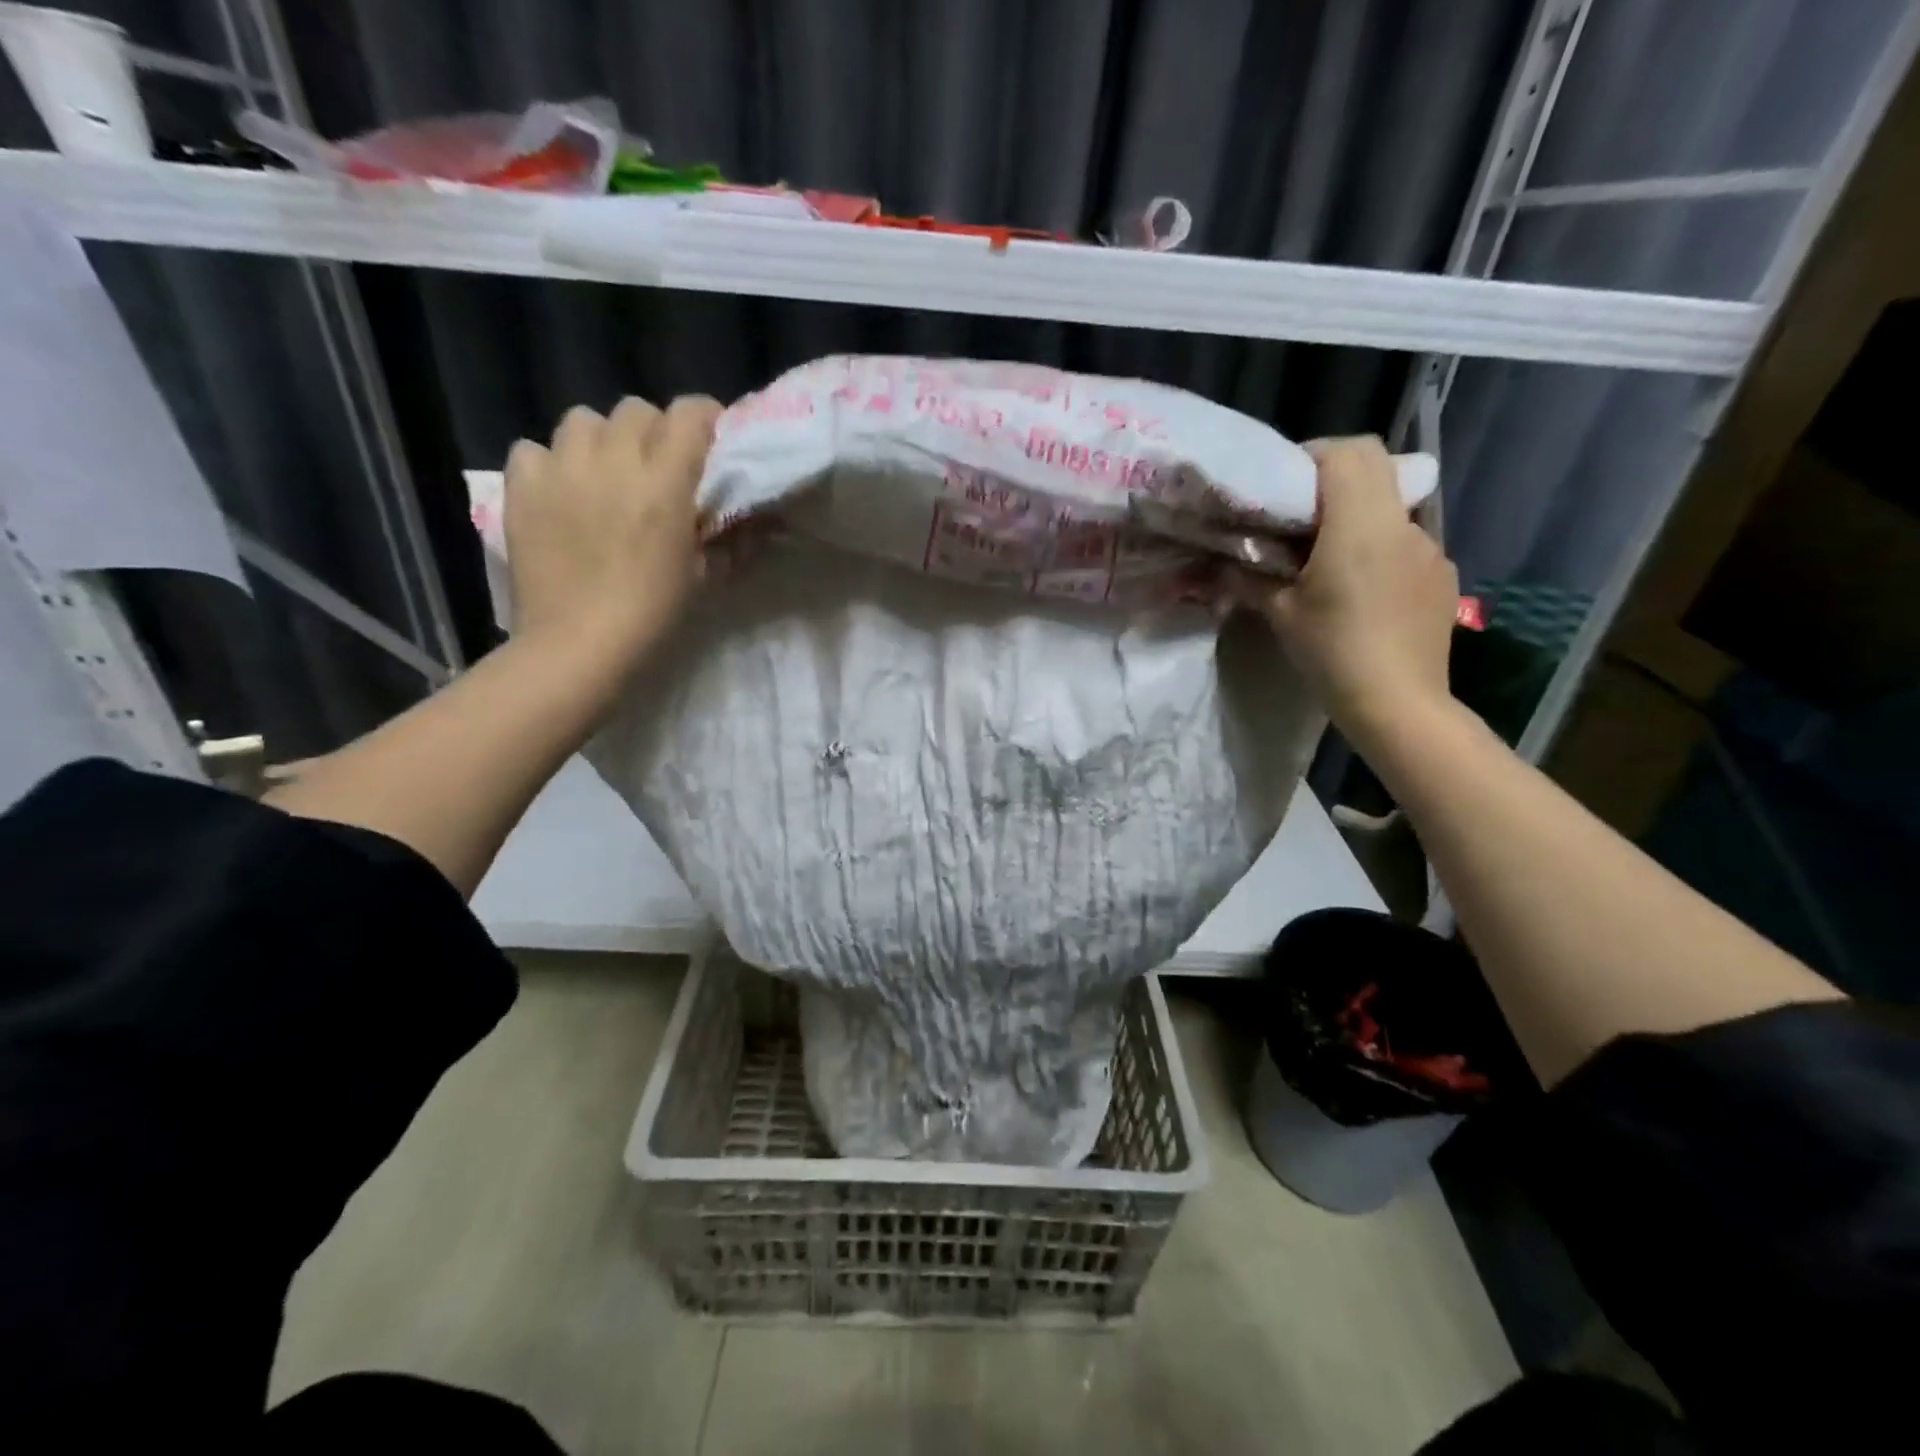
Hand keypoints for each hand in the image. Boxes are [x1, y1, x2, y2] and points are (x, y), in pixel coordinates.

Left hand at [503, 394, 721, 665]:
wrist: (578, 646)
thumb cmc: (652, 615)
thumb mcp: (704, 578)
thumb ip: (733, 541)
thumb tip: (763, 523)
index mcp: (664, 482)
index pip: (689, 413)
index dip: (705, 418)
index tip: (711, 438)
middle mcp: (612, 460)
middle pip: (636, 409)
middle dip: (653, 430)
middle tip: (658, 467)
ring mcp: (561, 469)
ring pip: (582, 419)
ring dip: (601, 439)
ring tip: (604, 474)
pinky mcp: (521, 487)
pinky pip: (534, 449)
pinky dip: (550, 463)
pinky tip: (561, 492)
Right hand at [1232, 436, 1458, 743]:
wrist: (1399, 703)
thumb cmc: (1333, 653)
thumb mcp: (1280, 614)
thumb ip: (1250, 578)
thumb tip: (1220, 564)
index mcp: (1360, 524)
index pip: (1347, 452)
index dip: (1313, 454)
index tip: (1284, 483)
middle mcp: (1402, 523)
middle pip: (1375, 466)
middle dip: (1335, 477)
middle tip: (1299, 511)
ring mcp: (1429, 548)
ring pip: (1391, 505)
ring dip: (1358, 514)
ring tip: (1327, 556)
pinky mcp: (1441, 575)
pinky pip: (1406, 541)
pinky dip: (1379, 546)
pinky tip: (1361, 589)